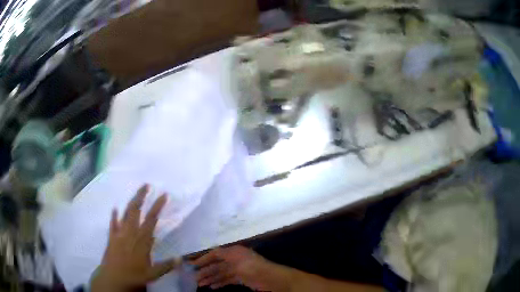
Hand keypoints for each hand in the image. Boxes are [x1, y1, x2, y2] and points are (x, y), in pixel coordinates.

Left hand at [90, 184, 179, 291]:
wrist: (114, 278)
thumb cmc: (134, 276)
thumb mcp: (153, 274)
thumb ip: (166, 265)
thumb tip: (181, 258)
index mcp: (142, 240)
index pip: (151, 219)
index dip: (157, 206)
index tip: (163, 195)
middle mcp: (130, 233)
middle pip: (135, 210)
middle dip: (141, 196)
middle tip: (146, 185)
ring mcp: (119, 233)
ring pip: (125, 214)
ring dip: (130, 203)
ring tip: (135, 194)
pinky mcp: (112, 237)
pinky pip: (113, 223)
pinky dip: (114, 216)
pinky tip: (114, 209)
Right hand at [192, 246, 289, 290]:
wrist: (270, 278)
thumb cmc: (252, 266)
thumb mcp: (236, 257)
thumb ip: (223, 254)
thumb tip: (212, 251)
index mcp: (233, 252)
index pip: (215, 254)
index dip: (203, 259)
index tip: (193, 265)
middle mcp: (234, 259)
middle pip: (216, 265)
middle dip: (205, 271)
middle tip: (194, 278)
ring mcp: (238, 270)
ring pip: (220, 273)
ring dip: (210, 278)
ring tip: (200, 284)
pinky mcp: (241, 279)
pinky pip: (227, 280)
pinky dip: (219, 283)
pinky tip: (212, 286)